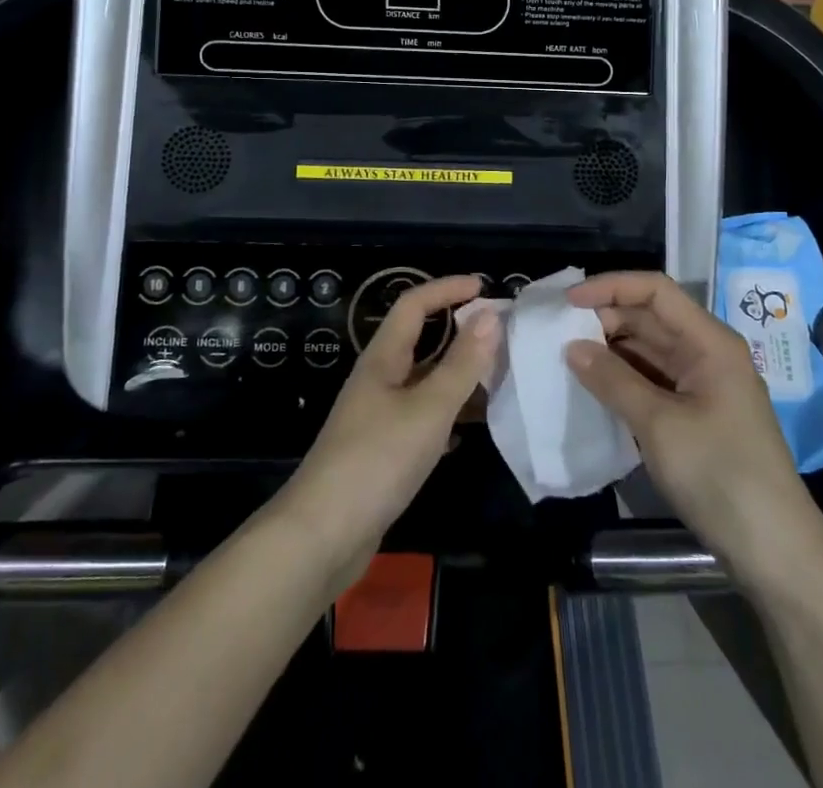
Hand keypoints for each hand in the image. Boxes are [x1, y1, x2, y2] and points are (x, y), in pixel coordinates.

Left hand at [278, 276, 500, 592]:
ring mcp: (378, 415)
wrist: (322, 536)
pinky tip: (468, 428)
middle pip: (419, 339)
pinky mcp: (382, 449)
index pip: (414, 304)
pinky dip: (447, 412)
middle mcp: (378, 379)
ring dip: (457, 373)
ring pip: (423, 380)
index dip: (447, 289)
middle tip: (500, 334)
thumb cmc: (377, 460)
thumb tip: (491, 315)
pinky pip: (421, 415)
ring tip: (496, 377)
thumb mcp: (428, 409)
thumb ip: (462, 364)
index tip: (484, 286)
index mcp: (383, 358)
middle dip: (458, 330)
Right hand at [564, 272, 822, 597]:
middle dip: (605, 319)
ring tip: (567, 357)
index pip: (655, 291)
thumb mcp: (659, 425)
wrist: (775, 552)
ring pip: (648, 350)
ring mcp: (702, 385)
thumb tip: (571, 347)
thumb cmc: (720, 474)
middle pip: (650, 318)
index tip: (567, 303)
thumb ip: (613, 380)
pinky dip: (622, 379)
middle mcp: (707, 353)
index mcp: (709, 342)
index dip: (611, 287)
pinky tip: (593, 387)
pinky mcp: (696, 415)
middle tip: (558, 334)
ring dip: (610, 350)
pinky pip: (652, 380)